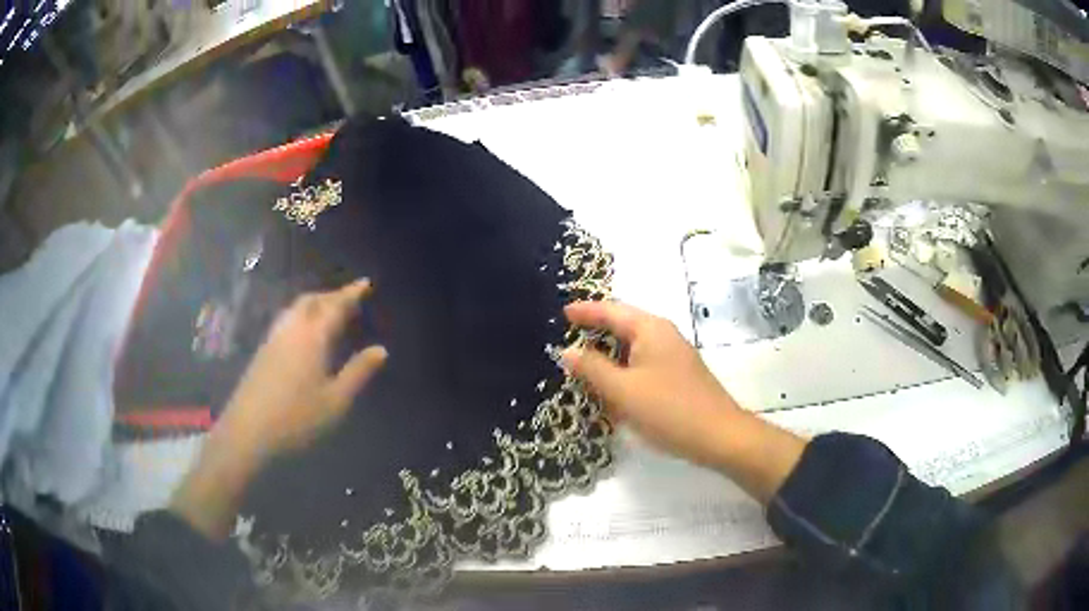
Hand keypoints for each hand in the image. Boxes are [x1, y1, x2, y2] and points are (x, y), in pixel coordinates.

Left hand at [217, 279, 387, 460]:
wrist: (249, 430)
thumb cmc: (297, 418)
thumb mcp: (336, 401)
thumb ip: (358, 372)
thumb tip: (381, 349)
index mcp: (313, 337)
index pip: (336, 306)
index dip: (352, 293)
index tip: (365, 282)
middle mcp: (292, 329)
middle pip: (313, 300)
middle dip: (332, 295)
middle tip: (349, 297)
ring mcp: (274, 338)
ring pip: (296, 308)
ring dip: (315, 302)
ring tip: (329, 309)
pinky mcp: (263, 350)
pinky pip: (287, 319)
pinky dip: (302, 314)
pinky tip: (304, 331)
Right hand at [561, 301, 805, 501]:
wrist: (719, 436)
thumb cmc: (668, 409)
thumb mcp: (623, 390)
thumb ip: (592, 368)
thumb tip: (568, 351)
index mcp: (650, 329)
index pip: (611, 311)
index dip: (585, 311)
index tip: (562, 312)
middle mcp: (663, 335)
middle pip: (623, 325)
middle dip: (597, 331)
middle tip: (568, 337)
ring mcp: (674, 355)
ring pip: (634, 347)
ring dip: (610, 354)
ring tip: (584, 363)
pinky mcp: (679, 375)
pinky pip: (643, 364)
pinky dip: (624, 371)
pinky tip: (613, 388)